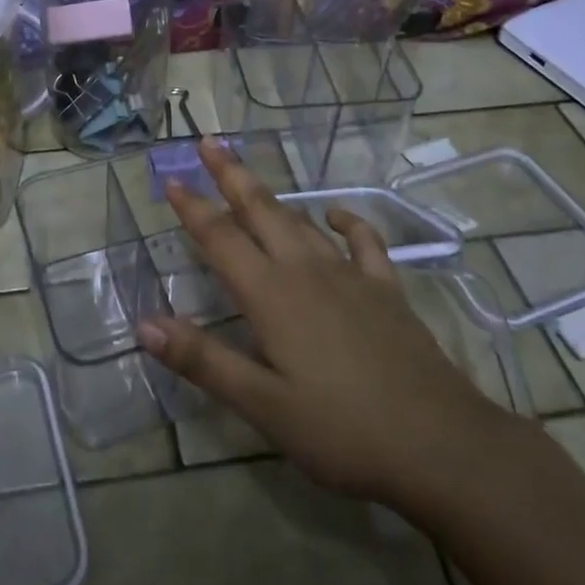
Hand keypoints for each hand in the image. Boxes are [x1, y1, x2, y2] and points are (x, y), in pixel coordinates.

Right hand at [138, 139, 506, 517]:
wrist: (440, 443)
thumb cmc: (341, 430)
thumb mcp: (263, 405)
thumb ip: (203, 360)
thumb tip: (145, 323)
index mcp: (271, 294)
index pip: (220, 238)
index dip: (193, 207)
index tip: (171, 177)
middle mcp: (305, 270)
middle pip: (260, 210)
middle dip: (230, 174)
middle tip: (209, 141)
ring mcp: (349, 275)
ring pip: (301, 220)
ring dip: (272, 195)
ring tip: (250, 177)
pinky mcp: (385, 289)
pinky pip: (362, 242)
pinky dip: (346, 222)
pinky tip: (337, 216)